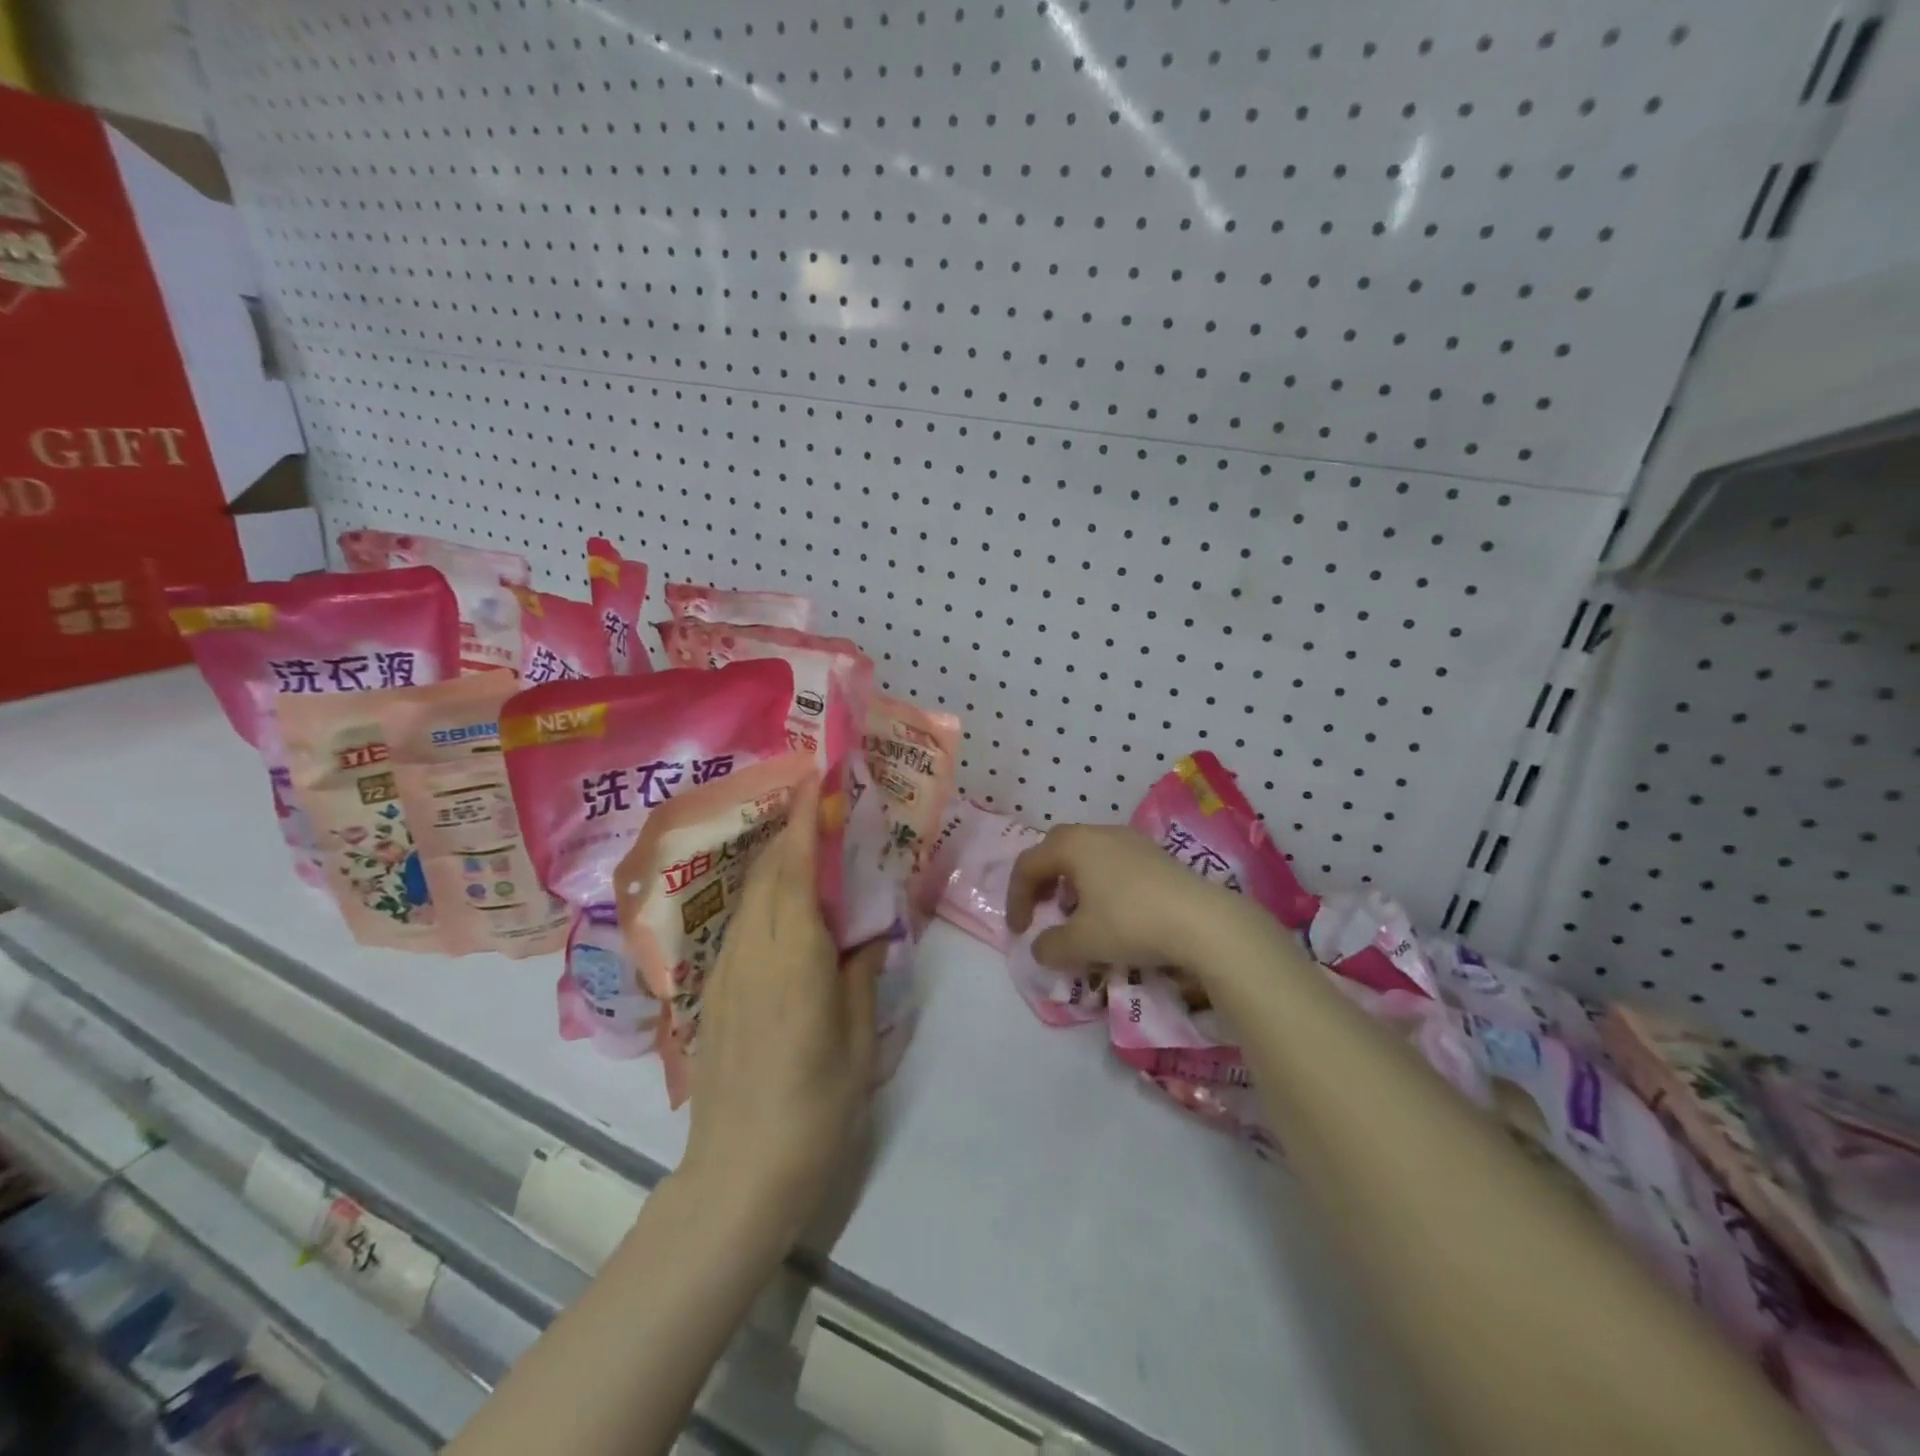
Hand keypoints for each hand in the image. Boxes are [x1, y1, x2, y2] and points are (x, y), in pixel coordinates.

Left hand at [678, 776, 878, 1239]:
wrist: (737, 1175)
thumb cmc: (814, 1111)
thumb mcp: (858, 1044)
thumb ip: (860, 976)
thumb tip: (866, 934)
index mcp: (794, 959)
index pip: (796, 870)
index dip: (805, 820)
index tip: (818, 780)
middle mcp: (753, 952)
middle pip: (769, 873)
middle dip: (792, 828)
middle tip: (821, 798)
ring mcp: (726, 970)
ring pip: (752, 895)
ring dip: (777, 858)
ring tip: (807, 839)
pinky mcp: (714, 991)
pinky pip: (743, 923)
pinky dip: (765, 893)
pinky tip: (784, 901)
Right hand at [1007, 823, 1251, 971]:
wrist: (1203, 921)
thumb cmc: (1131, 923)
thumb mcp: (1082, 943)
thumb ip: (1051, 946)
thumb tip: (1041, 948)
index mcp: (1073, 845)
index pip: (1028, 864)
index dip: (1015, 898)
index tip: (1020, 932)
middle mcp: (1098, 833)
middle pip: (1056, 849)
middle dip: (1042, 881)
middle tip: (1043, 910)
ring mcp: (1130, 840)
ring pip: (1086, 854)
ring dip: (1072, 882)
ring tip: (1078, 915)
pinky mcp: (1156, 855)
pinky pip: (1112, 861)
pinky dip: (1099, 883)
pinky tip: (1113, 912)